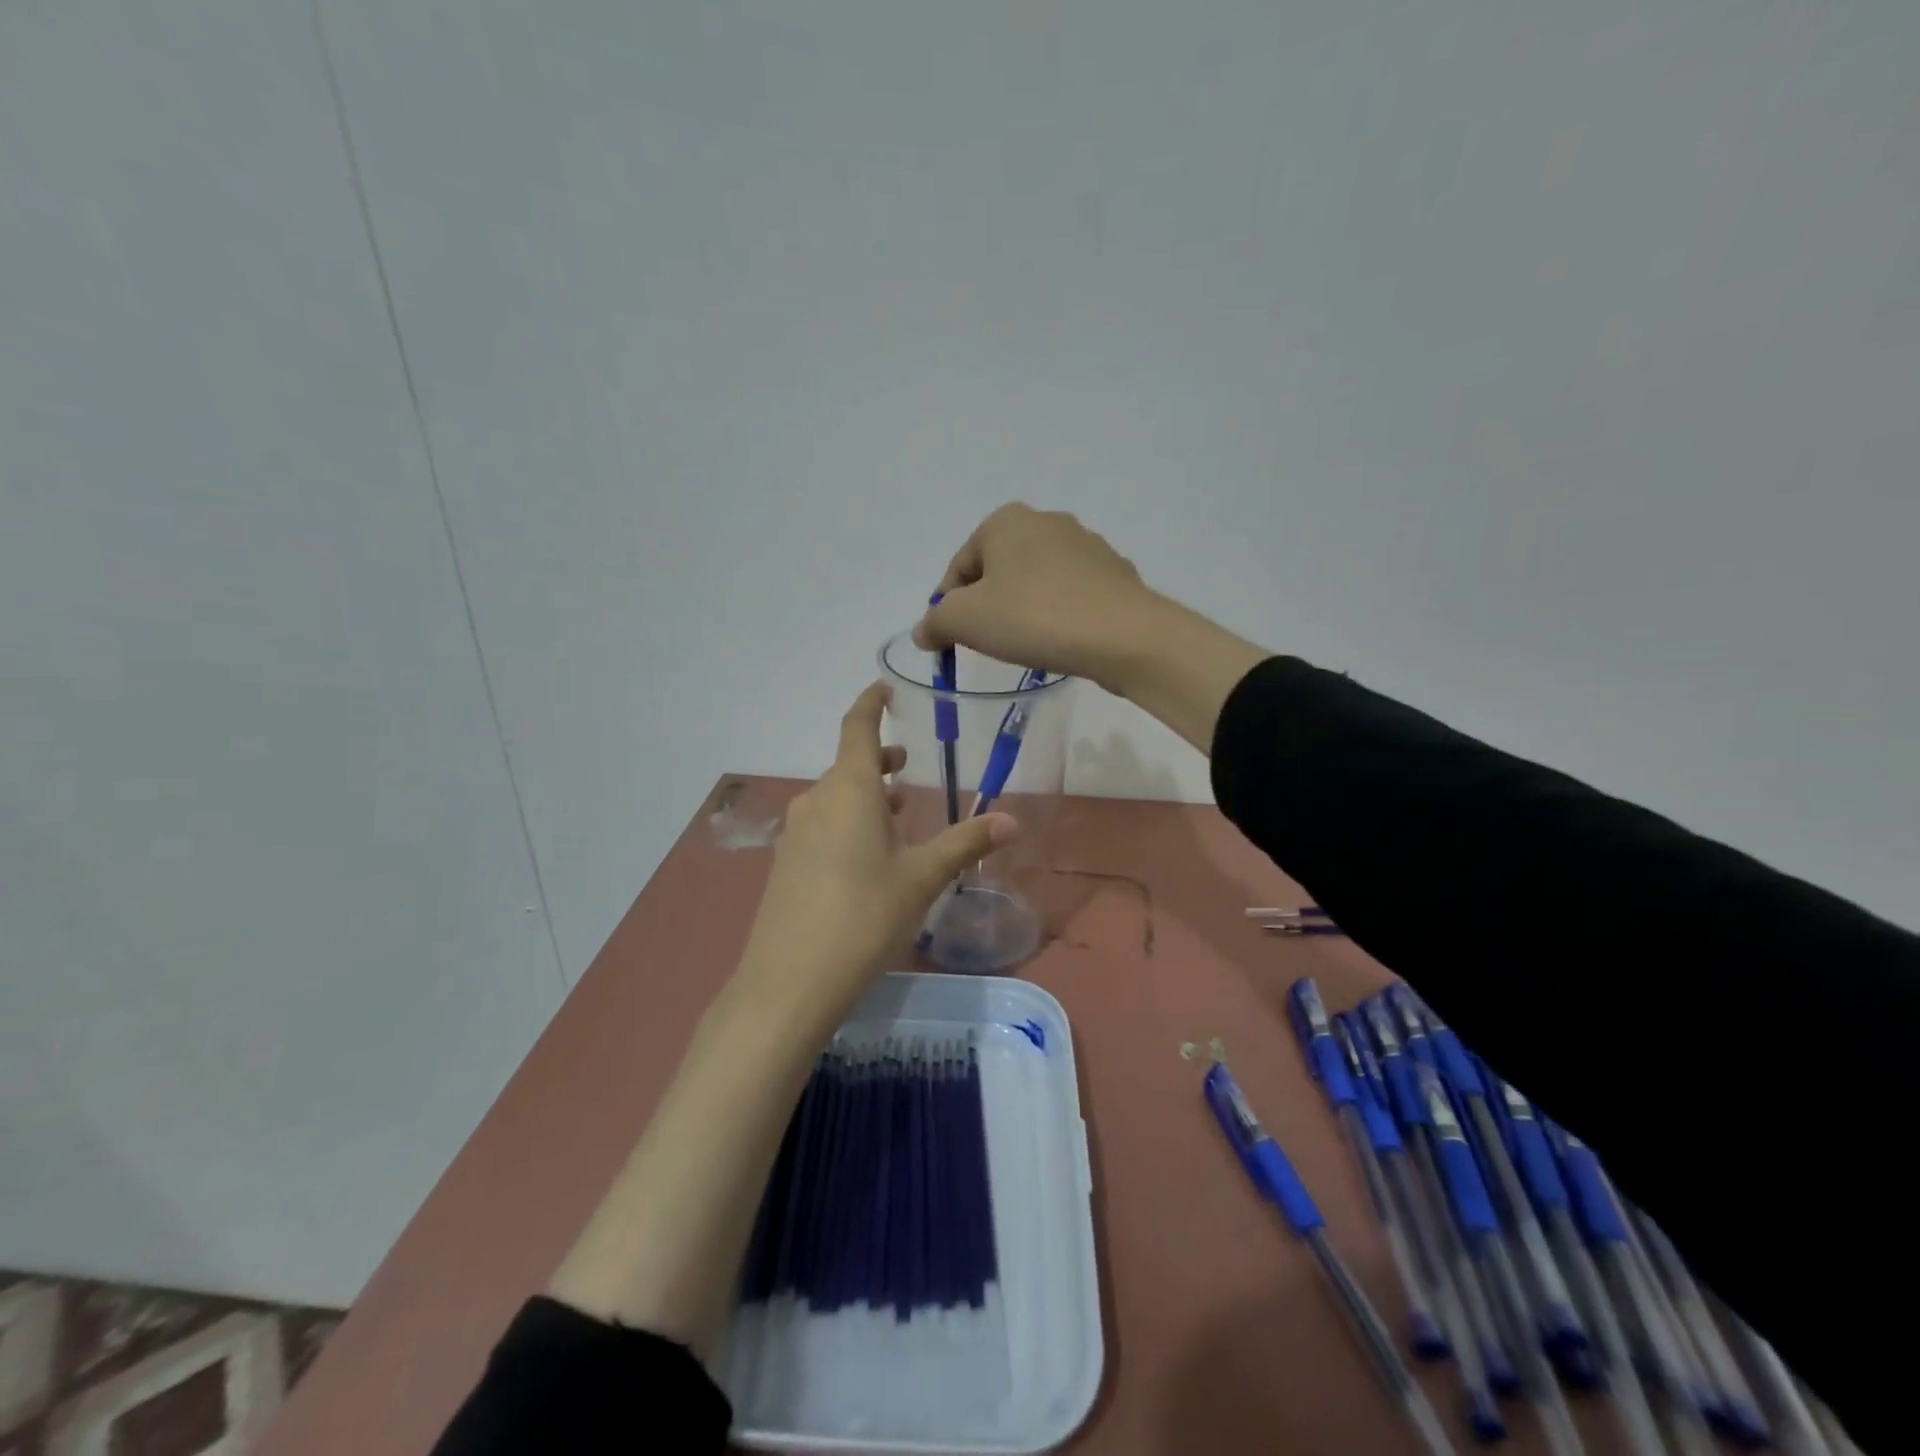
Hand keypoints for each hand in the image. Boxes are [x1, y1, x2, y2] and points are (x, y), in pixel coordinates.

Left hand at [732, 681, 1017, 1024]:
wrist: (790, 980)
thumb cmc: (864, 915)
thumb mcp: (922, 877)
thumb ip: (966, 843)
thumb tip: (1012, 820)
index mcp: (848, 789)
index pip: (857, 726)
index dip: (870, 703)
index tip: (883, 688)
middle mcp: (816, 800)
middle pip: (848, 765)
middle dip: (879, 760)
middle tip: (908, 764)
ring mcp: (795, 832)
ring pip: (835, 797)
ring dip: (866, 794)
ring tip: (898, 809)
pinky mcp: (787, 863)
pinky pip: (822, 824)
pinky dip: (848, 821)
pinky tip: (868, 854)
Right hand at [912, 504, 1159, 694]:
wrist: (1123, 636)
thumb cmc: (1033, 617)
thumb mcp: (965, 620)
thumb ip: (935, 622)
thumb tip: (924, 631)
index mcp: (1006, 521)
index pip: (959, 567)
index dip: (947, 607)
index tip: (950, 641)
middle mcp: (1047, 521)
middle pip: (997, 571)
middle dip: (986, 607)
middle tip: (987, 644)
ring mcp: (1086, 545)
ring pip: (1035, 582)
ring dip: (1022, 611)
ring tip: (1026, 646)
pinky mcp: (1114, 574)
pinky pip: (1069, 596)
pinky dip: (1057, 615)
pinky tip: (1060, 641)